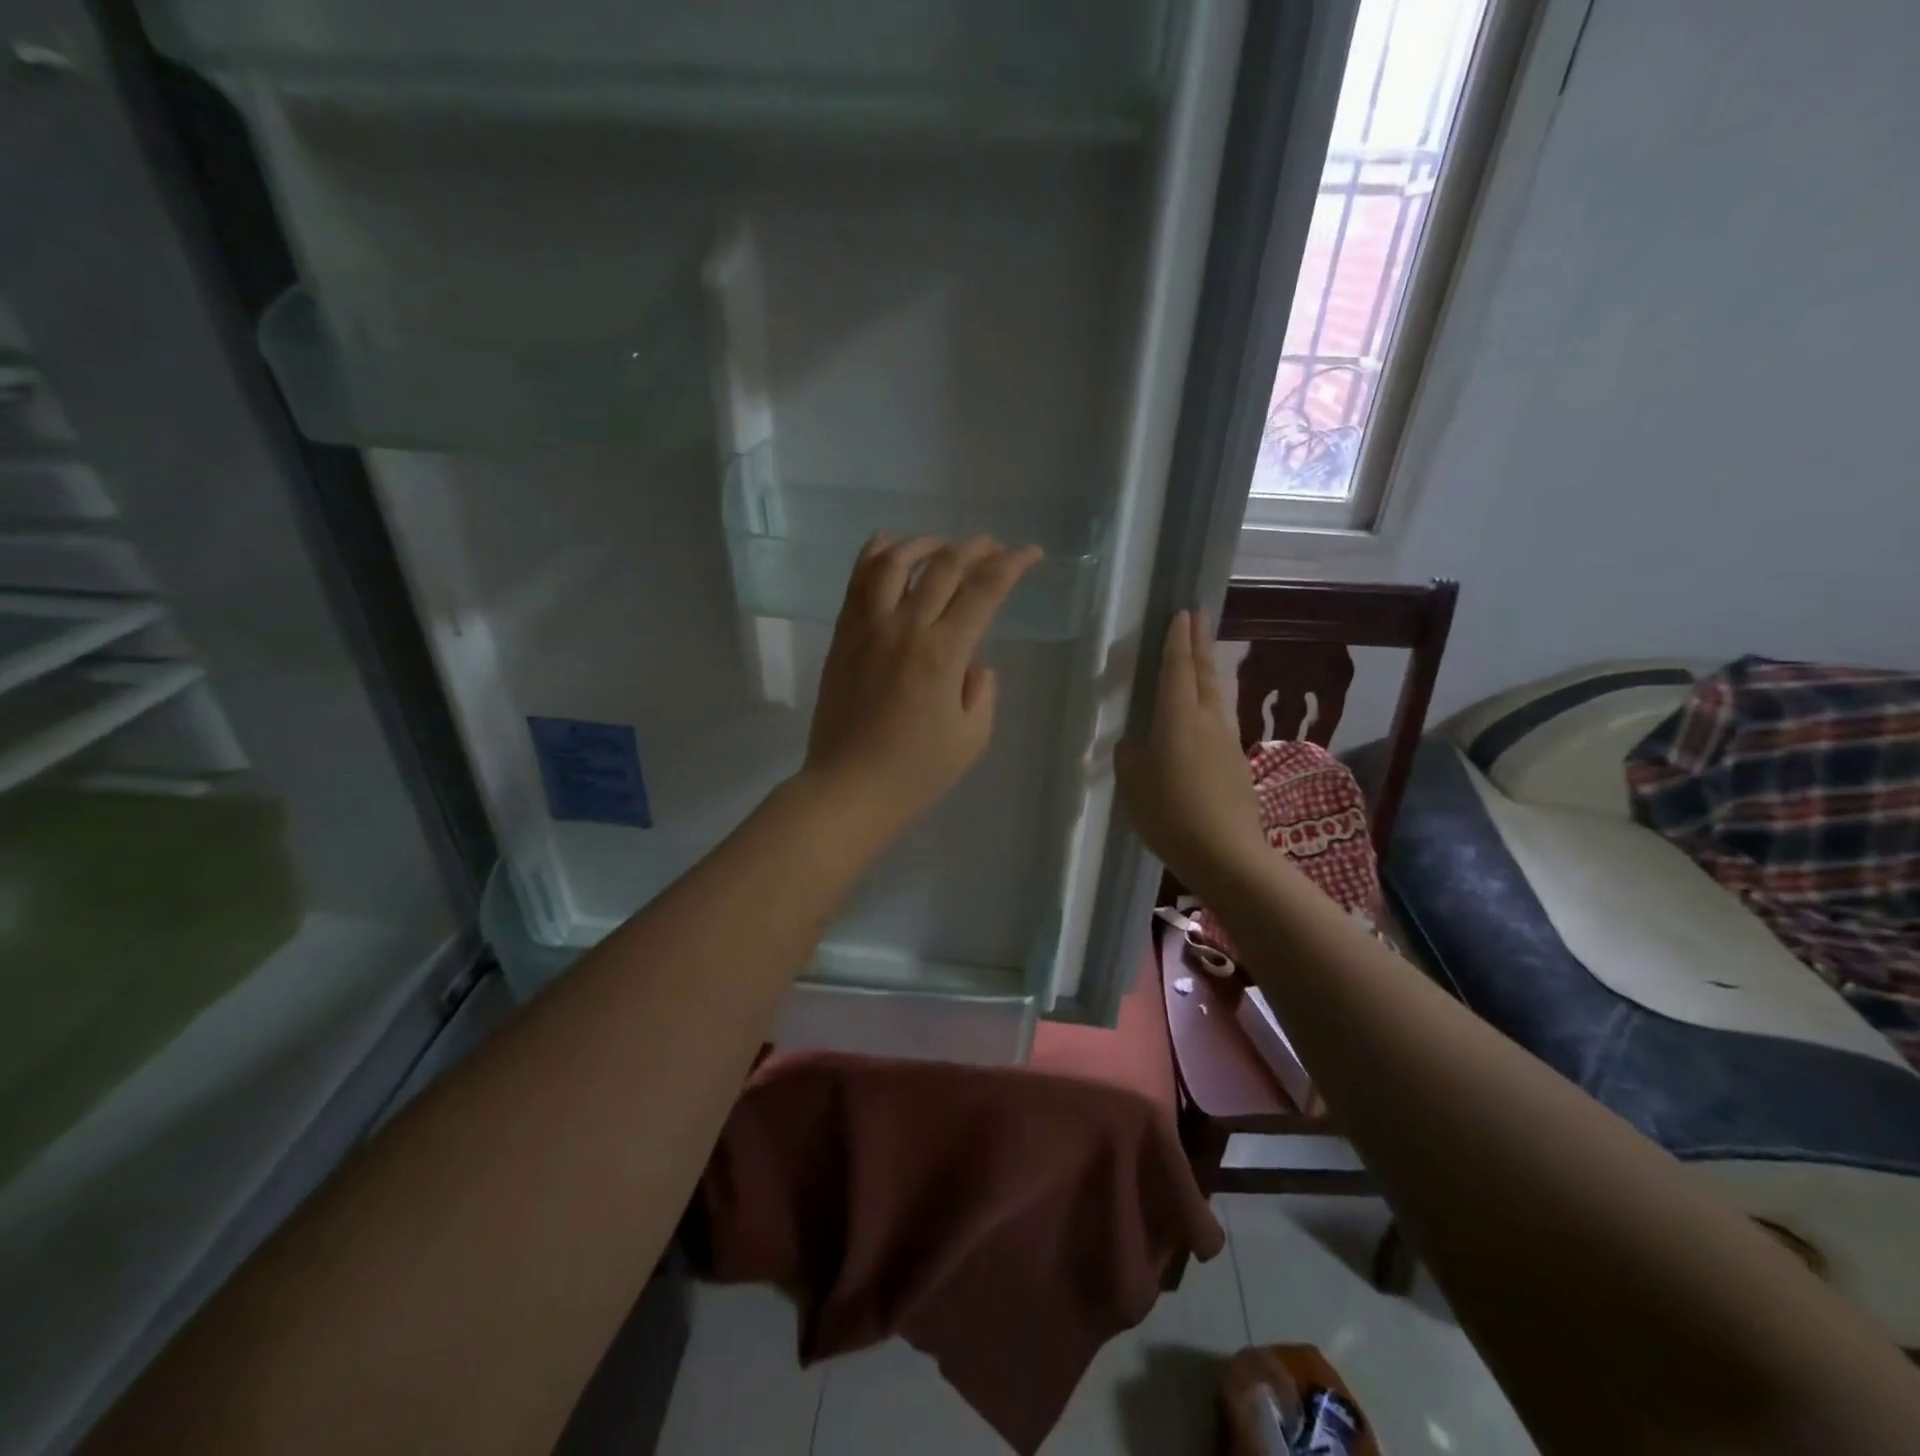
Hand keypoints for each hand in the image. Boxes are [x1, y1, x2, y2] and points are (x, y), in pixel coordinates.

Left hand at [801, 534, 1041, 847]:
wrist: (847, 790)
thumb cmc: (915, 774)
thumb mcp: (971, 739)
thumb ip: (981, 691)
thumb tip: (972, 661)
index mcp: (944, 654)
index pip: (985, 590)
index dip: (1012, 565)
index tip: (1031, 554)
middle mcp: (905, 628)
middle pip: (943, 566)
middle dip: (976, 548)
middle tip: (993, 546)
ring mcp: (867, 628)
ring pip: (894, 563)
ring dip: (924, 543)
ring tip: (942, 544)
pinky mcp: (842, 637)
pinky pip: (856, 583)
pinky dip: (873, 555)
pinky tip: (886, 543)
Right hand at [1115, 610, 1268, 890]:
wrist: (1226, 852)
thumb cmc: (1170, 812)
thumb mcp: (1134, 782)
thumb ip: (1131, 754)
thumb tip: (1136, 742)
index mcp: (1178, 718)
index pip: (1177, 669)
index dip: (1177, 641)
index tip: (1181, 613)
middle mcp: (1207, 720)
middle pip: (1204, 673)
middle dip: (1198, 643)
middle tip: (1197, 617)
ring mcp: (1227, 740)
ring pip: (1216, 695)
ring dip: (1208, 670)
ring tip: (1201, 656)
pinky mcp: (1236, 762)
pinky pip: (1220, 719)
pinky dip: (1211, 702)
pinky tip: (1205, 712)